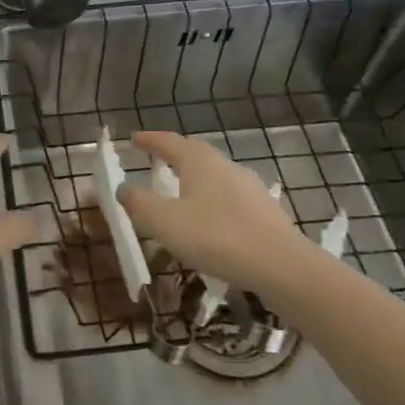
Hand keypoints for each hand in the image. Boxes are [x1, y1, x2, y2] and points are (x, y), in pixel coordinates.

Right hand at [117, 131, 311, 291]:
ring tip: (181, 193)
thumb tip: (123, 189)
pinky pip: (230, 198)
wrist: (281, 266)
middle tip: (156, 160)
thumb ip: (138, 203)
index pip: (169, 142)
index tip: (134, 138)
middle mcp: (226, 166)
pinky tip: (210, 221)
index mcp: (199, 162)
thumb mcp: (164, 221)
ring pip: (215, 176)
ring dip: (195, 180)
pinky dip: (213, 202)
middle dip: (174, 155)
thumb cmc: (215, 236)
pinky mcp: (265, 212)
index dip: (149, 140)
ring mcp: (250, 188)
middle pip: (195, 154)